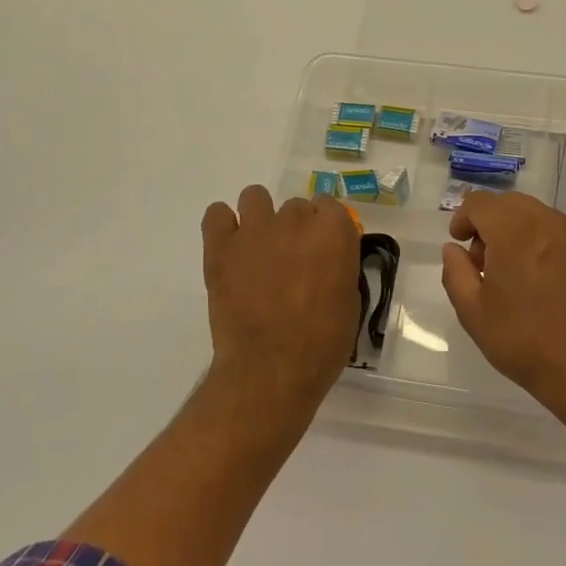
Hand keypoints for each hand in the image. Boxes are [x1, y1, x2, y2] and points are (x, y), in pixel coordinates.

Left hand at [201, 186, 358, 420]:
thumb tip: (325, 261)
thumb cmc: (321, 344)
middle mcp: (296, 220)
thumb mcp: (349, 301)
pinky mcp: (221, 246)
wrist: (271, 369)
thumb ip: (339, 267)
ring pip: (255, 197)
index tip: (321, 251)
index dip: (325, 229)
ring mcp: (255, 229)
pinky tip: (229, 247)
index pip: (330, 206)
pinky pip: (216, 213)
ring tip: (258, 248)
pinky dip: (223, 225)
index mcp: (334, 232)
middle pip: (295, 206)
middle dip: (295, 229)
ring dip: (260, 217)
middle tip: (290, 262)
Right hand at [440, 190, 565, 412]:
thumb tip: (454, 249)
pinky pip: (564, 238)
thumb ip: (456, 272)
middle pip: (511, 203)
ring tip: (515, 272)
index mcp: (514, 232)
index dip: (463, 217)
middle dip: (491, 221)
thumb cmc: (523, 342)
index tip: (460, 242)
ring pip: (540, 217)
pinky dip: (546, 247)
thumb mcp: (472, 312)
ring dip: (519, 231)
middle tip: (484, 259)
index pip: (481, 202)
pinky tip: (546, 284)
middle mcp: (549, 225)